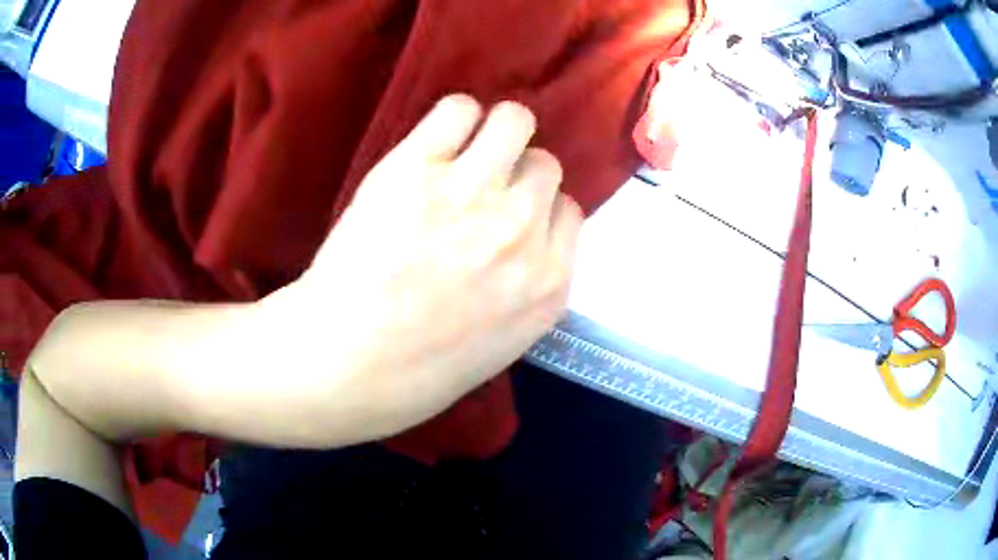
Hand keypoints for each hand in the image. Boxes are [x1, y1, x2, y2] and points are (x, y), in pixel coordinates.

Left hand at [256, 95, 582, 445]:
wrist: (347, 363)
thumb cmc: (418, 370)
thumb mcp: (502, 342)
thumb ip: (525, 287)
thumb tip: (523, 240)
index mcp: (548, 283)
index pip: (568, 212)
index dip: (539, 210)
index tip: (511, 217)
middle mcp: (522, 229)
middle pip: (544, 167)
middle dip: (518, 175)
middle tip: (481, 189)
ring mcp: (472, 192)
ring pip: (514, 122)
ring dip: (497, 132)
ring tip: (466, 150)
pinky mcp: (419, 166)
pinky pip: (459, 109)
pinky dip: (454, 117)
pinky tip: (435, 141)